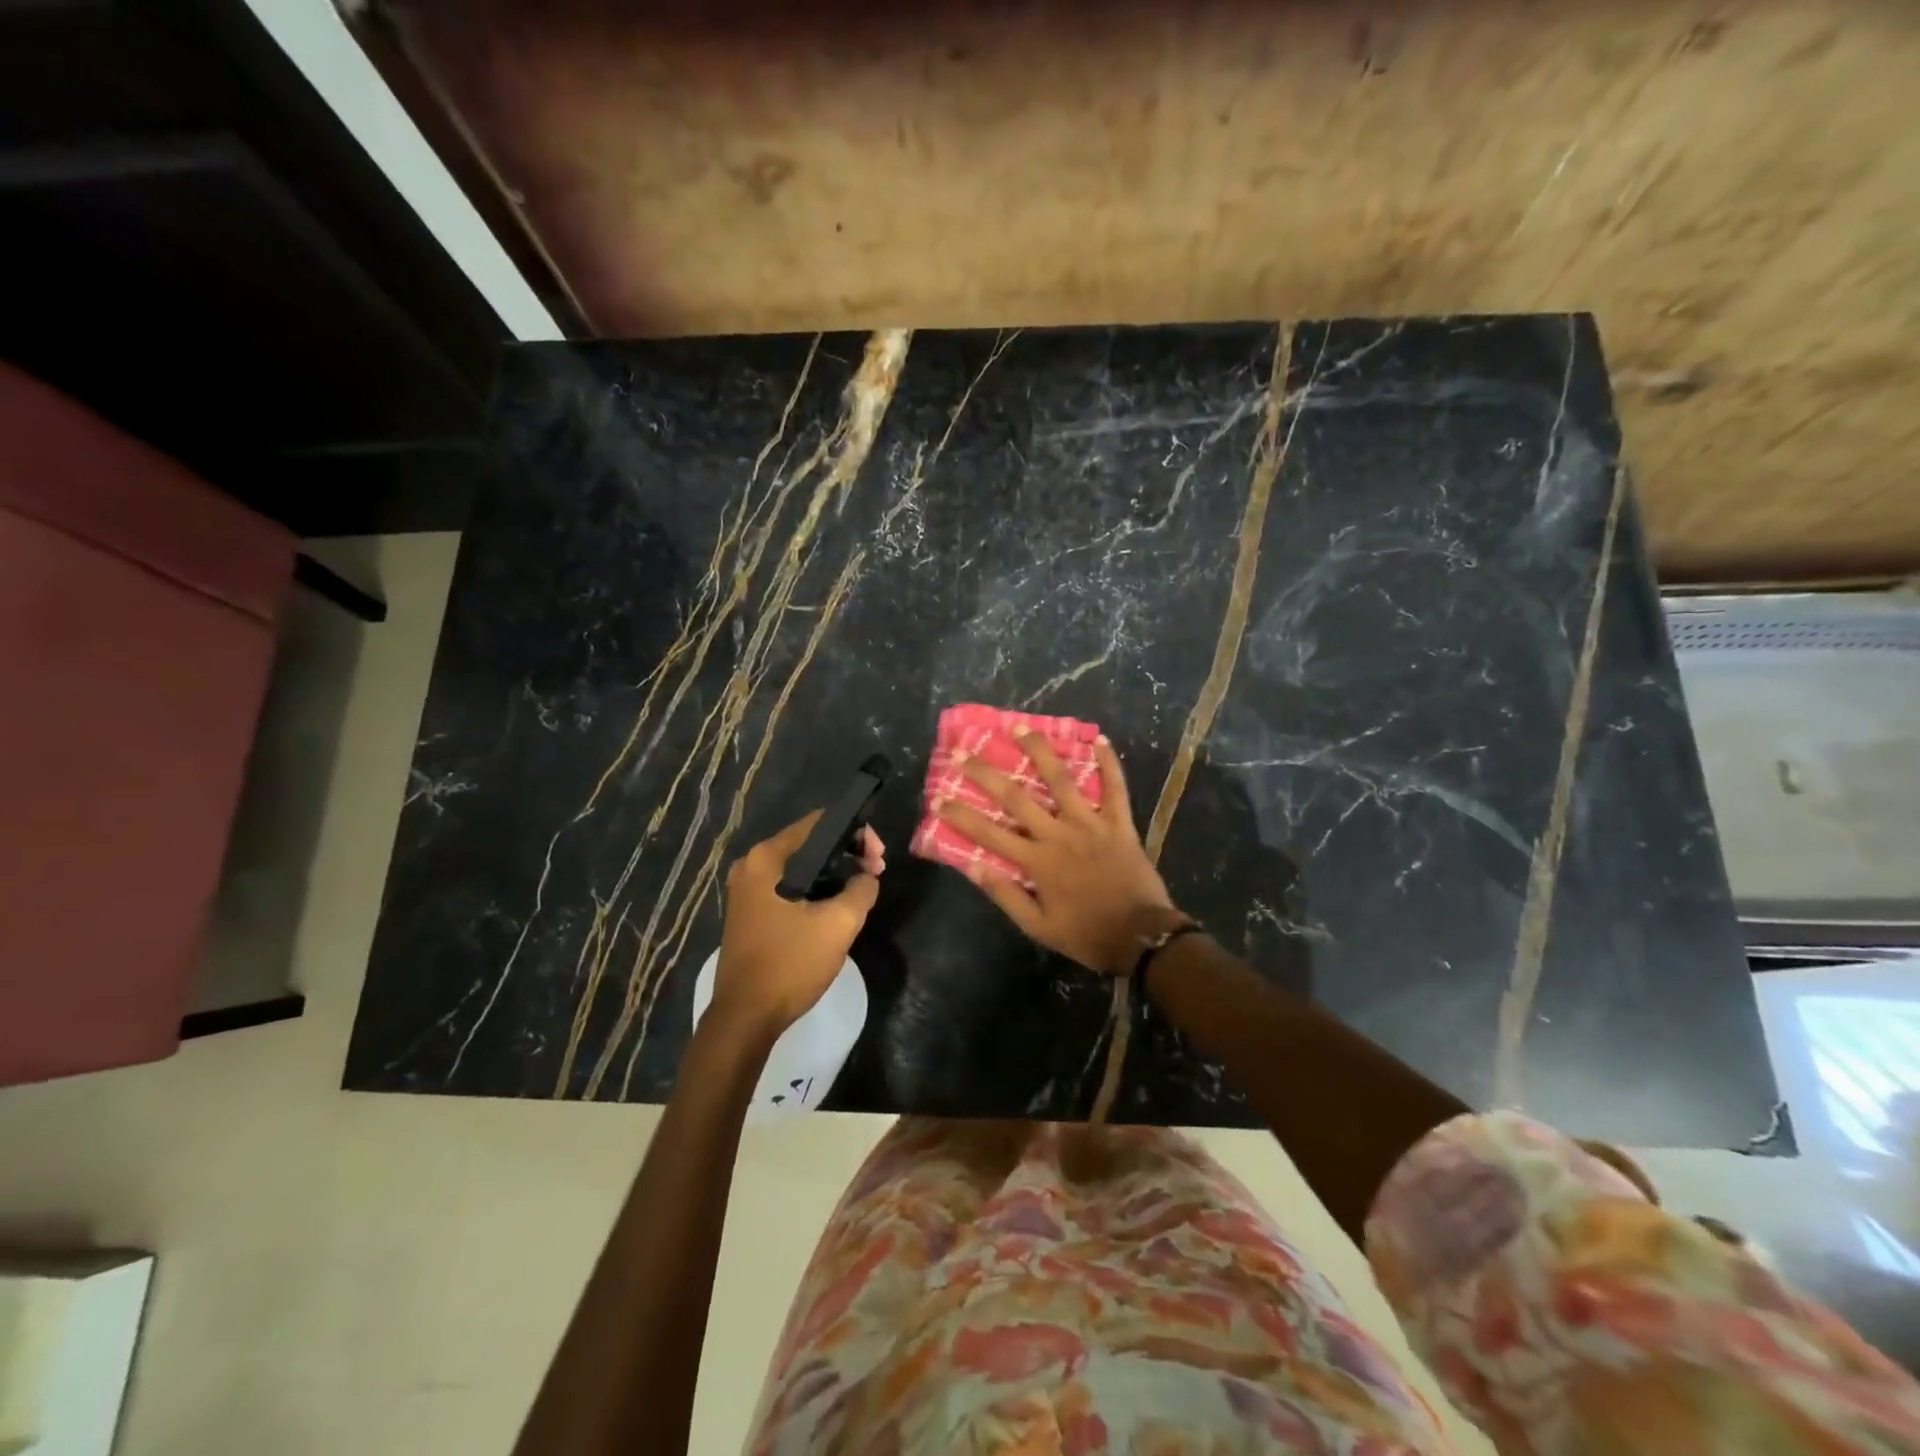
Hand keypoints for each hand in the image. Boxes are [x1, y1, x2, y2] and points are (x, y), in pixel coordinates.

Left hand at [713, 814, 883, 1032]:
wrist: (745, 1018)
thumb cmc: (790, 964)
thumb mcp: (838, 924)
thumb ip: (861, 889)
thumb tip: (867, 877)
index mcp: (767, 858)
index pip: (819, 823)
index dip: (856, 833)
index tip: (879, 859)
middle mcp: (752, 865)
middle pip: (810, 843)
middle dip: (847, 853)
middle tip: (875, 874)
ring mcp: (747, 889)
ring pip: (801, 867)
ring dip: (833, 873)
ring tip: (862, 890)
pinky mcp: (750, 911)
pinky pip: (790, 886)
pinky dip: (815, 889)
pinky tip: (835, 906)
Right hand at [938, 733, 1183, 976]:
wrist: (1142, 938)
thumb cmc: (1087, 934)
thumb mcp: (1039, 927)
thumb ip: (1006, 896)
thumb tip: (972, 867)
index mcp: (1037, 862)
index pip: (989, 833)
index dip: (961, 816)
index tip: (937, 799)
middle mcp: (1059, 834)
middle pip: (1016, 797)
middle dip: (985, 773)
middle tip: (962, 753)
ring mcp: (1091, 824)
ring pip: (1062, 780)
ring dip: (1040, 751)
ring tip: (1021, 727)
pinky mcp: (1119, 823)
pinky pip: (1115, 787)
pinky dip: (1109, 763)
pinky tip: (1099, 738)